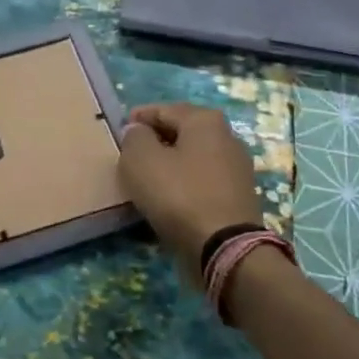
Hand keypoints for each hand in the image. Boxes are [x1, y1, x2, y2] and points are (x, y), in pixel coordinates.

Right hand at [119, 103, 268, 283]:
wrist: (225, 248)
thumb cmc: (179, 195)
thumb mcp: (141, 160)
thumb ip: (134, 138)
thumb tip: (138, 132)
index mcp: (205, 120)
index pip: (163, 109)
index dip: (138, 119)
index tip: (119, 132)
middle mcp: (227, 137)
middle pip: (181, 132)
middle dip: (155, 140)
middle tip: (130, 155)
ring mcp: (237, 168)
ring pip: (192, 158)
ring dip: (170, 164)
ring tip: (147, 179)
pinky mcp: (238, 196)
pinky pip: (202, 181)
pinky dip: (184, 185)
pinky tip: (169, 198)